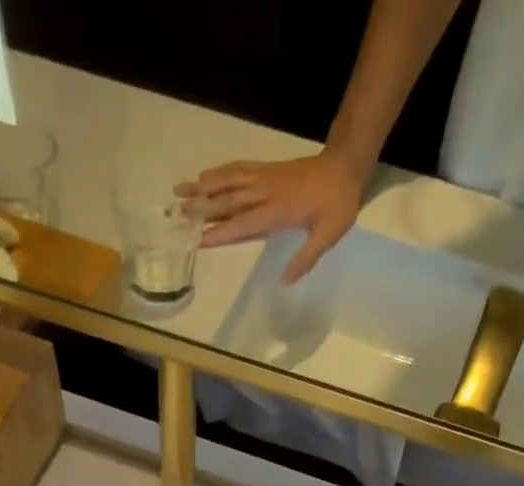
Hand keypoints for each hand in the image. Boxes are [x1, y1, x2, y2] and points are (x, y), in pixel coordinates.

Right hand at [193, 151, 365, 283]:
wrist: (345, 166)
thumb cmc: (338, 204)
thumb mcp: (328, 235)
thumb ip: (306, 258)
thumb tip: (285, 281)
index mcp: (279, 211)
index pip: (245, 224)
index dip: (222, 232)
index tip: (200, 239)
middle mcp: (266, 192)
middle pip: (230, 200)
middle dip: (203, 207)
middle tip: (178, 213)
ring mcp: (265, 178)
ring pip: (229, 182)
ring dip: (204, 187)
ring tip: (181, 191)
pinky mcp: (267, 170)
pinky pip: (239, 169)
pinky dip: (221, 172)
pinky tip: (206, 176)